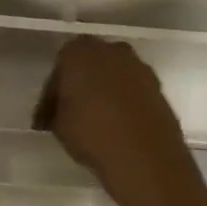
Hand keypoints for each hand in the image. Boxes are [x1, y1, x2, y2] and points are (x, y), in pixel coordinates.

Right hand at [34, 37, 204, 205]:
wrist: (144, 155)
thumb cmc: (91, 133)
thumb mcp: (58, 125)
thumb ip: (55, 110)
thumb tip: (57, 113)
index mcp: (79, 52)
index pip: (59, 68)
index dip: (52, 93)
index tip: (48, 115)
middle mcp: (111, 50)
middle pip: (89, 65)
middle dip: (80, 86)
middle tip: (71, 113)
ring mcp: (139, 66)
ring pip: (113, 76)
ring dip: (104, 93)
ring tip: (96, 121)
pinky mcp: (158, 86)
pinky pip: (132, 90)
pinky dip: (124, 102)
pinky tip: (118, 125)